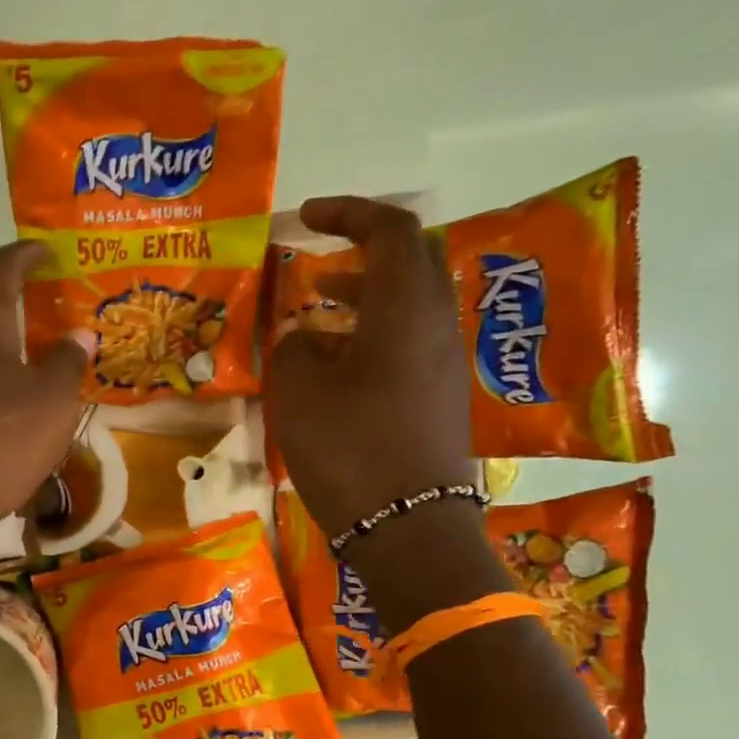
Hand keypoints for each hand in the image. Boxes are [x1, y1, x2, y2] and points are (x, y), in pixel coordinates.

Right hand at [268, 197, 473, 534]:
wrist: (408, 527)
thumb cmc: (350, 449)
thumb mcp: (300, 393)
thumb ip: (294, 348)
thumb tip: (304, 338)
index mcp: (405, 308)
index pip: (390, 230)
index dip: (348, 212)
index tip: (305, 217)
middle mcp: (436, 325)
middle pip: (409, 262)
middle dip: (361, 251)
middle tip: (316, 261)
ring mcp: (444, 364)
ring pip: (408, 305)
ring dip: (364, 296)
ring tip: (318, 309)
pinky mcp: (439, 398)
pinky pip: (409, 343)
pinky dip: (372, 334)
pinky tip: (336, 364)